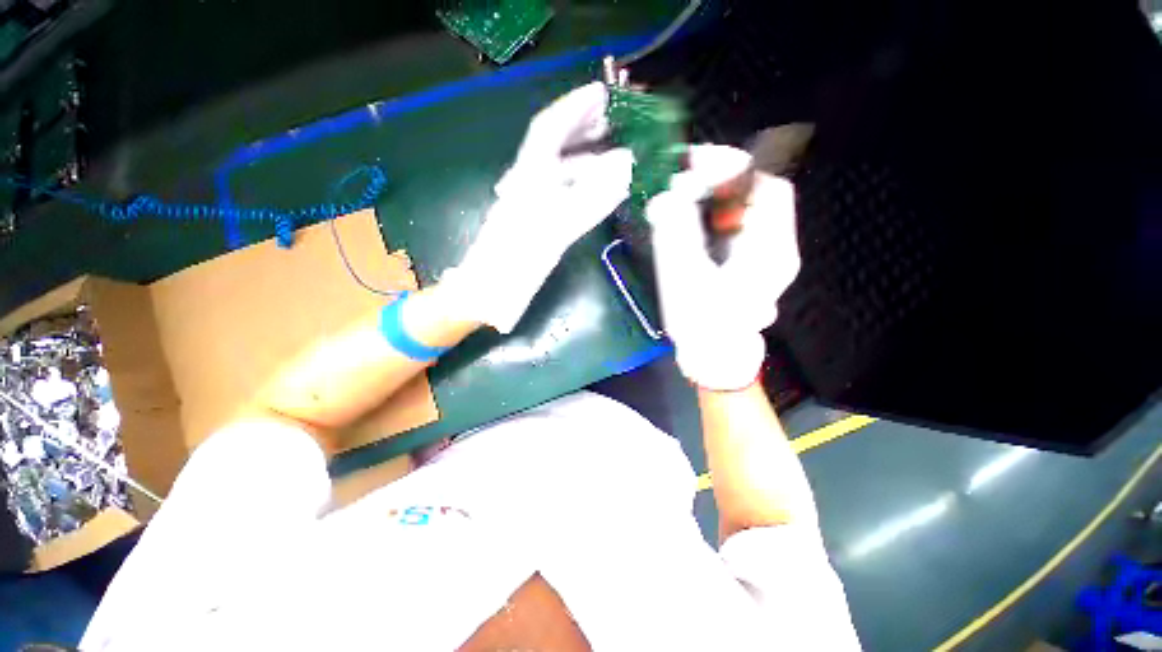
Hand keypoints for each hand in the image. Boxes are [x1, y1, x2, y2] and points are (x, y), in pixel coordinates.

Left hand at [443, 82, 633, 332]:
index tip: (602, 94)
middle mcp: (528, 183)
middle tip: (614, 123)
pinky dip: (583, 190)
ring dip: (587, 162)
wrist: (487, 292)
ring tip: (615, 159)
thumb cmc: (514, 262)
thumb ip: (590, 198)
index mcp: (527, 177)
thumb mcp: (554, 229)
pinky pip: (563, 196)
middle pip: (555, 146)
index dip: (575, 107)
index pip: (550, 128)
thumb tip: (624, 165)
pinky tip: (598, 194)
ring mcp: (532, 204)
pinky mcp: (536, 223)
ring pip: (561, 173)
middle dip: (584, 130)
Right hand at [648, 145, 800, 390]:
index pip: (765, 188)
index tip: (694, 164)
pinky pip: (737, 227)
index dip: (732, 169)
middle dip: (719, 181)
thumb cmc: (702, 324)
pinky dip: (714, 217)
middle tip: (682, 179)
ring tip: (681, 198)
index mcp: (770, 251)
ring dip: (715, 198)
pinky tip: (690, 222)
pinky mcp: (750, 263)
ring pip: (745, 211)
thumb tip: (668, 195)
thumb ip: (677, 232)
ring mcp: (764, 256)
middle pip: (756, 196)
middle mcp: (776, 248)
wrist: (713, 358)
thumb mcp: (685, 277)